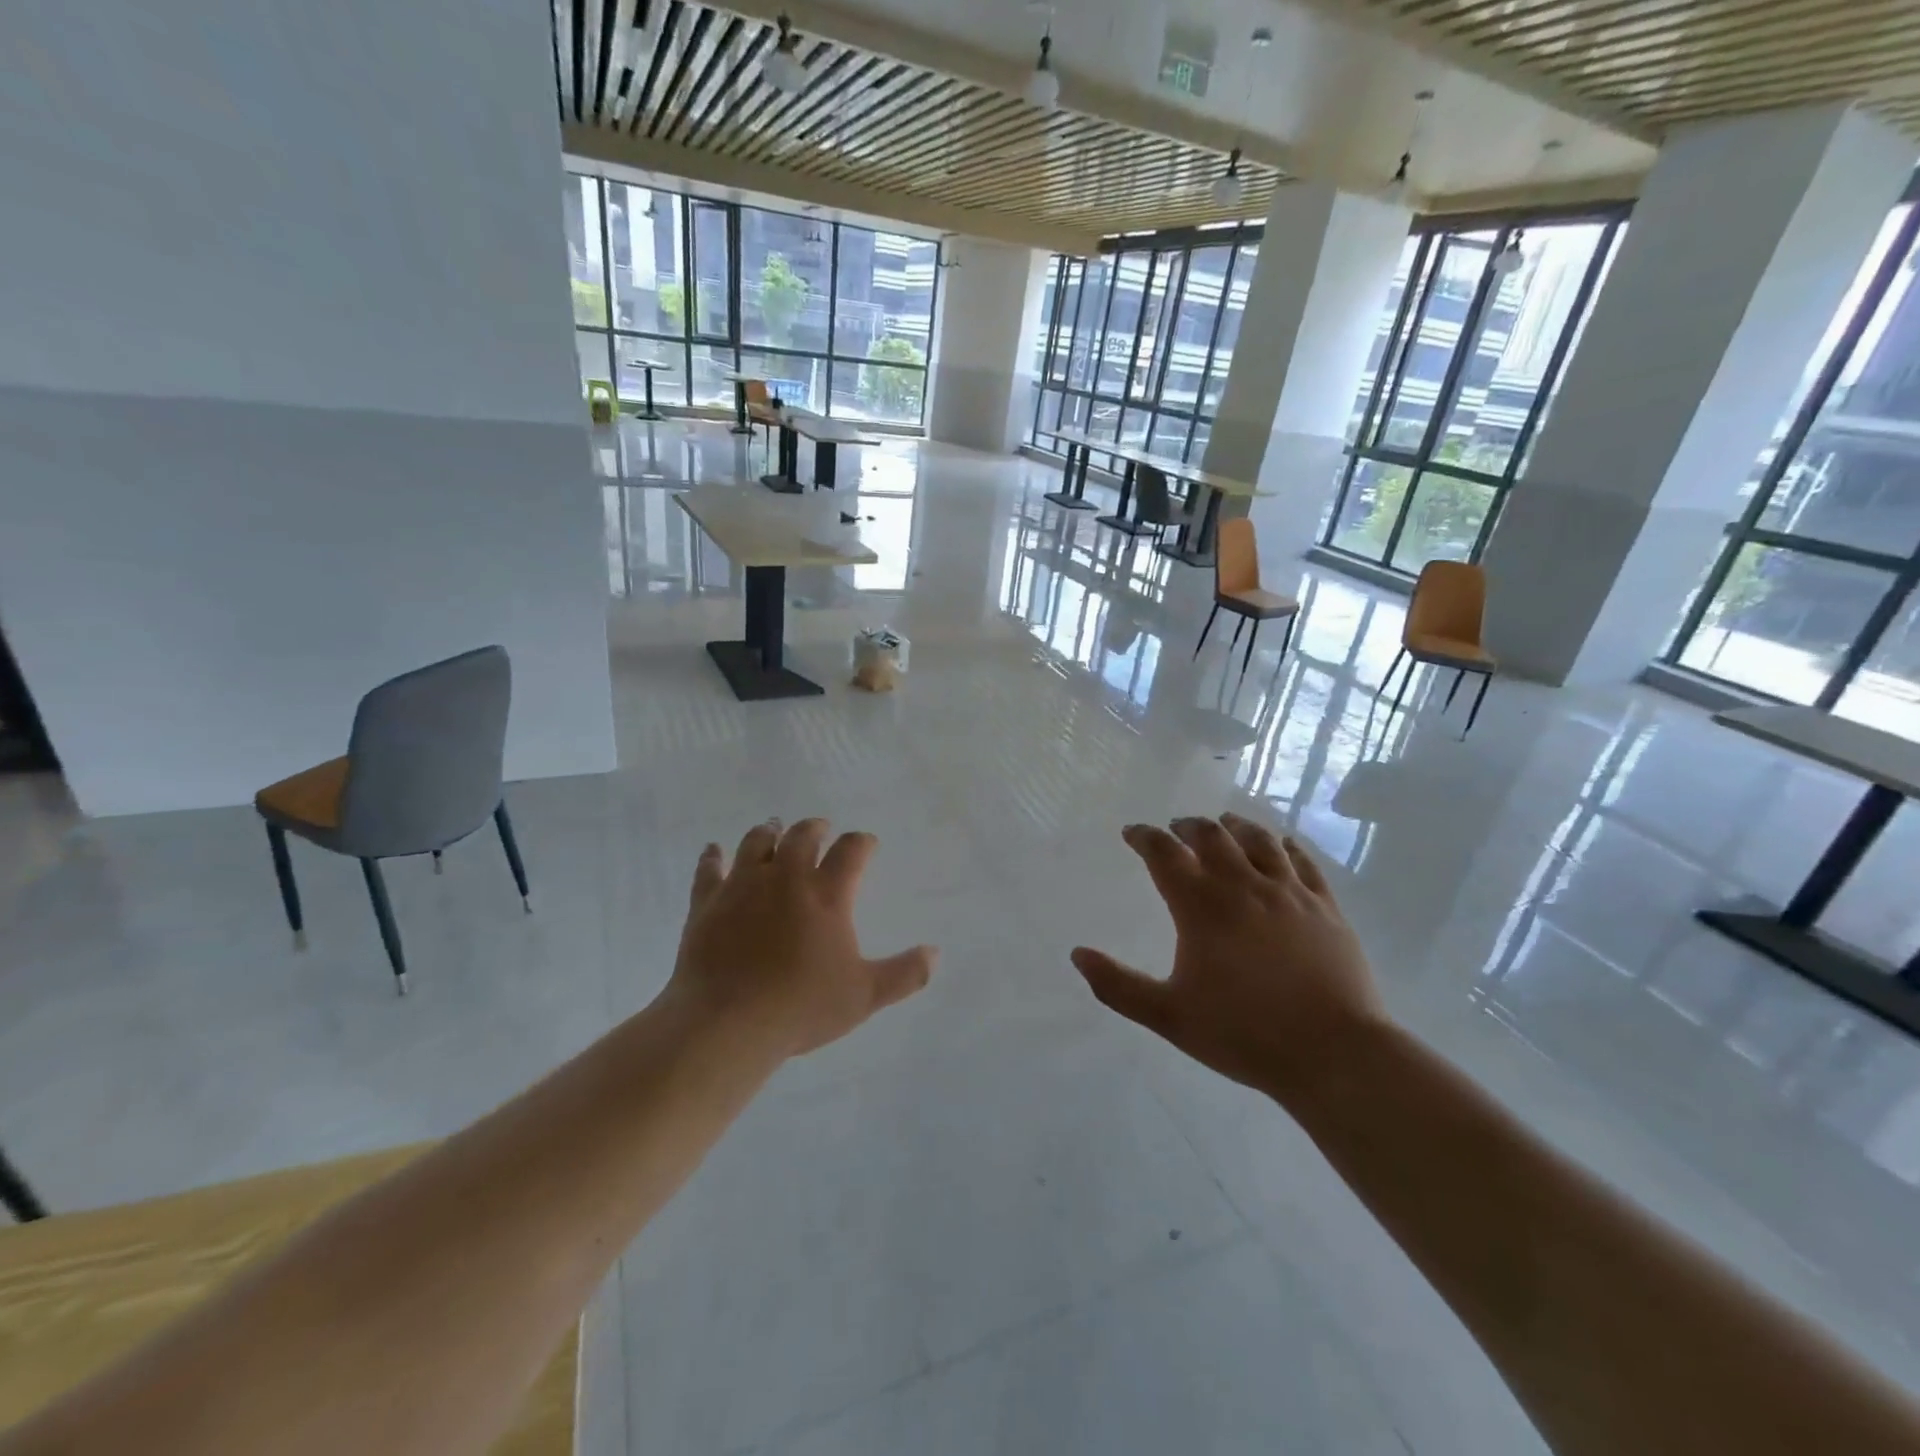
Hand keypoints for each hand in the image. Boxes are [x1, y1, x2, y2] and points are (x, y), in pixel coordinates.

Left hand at [666, 819, 936, 1057]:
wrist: (726, 1023)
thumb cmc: (801, 1007)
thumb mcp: (864, 996)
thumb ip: (904, 974)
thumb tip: (935, 953)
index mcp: (827, 894)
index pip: (851, 850)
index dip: (862, 842)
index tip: (867, 843)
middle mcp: (786, 878)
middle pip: (802, 835)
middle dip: (815, 828)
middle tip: (820, 829)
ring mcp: (743, 886)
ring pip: (756, 842)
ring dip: (769, 832)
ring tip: (773, 829)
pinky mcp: (707, 902)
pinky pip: (709, 869)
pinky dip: (713, 857)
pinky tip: (713, 851)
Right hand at [1072, 814, 1384, 1100]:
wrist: (1334, 1053)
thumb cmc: (1244, 1034)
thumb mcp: (1169, 1016)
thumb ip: (1118, 986)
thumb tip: (1077, 955)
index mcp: (1201, 907)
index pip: (1164, 854)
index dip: (1144, 838)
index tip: (1132, 833)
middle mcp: (1243, 886)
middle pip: (1211, 836)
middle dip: (1187, 826)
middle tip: (1176, 828)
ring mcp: (1289, 892)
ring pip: (1258, 839)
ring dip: (1234, 826)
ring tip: (1223, 825)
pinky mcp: (1324, 906)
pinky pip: (1302, 860)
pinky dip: (1283, 844)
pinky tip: (1279, 845)